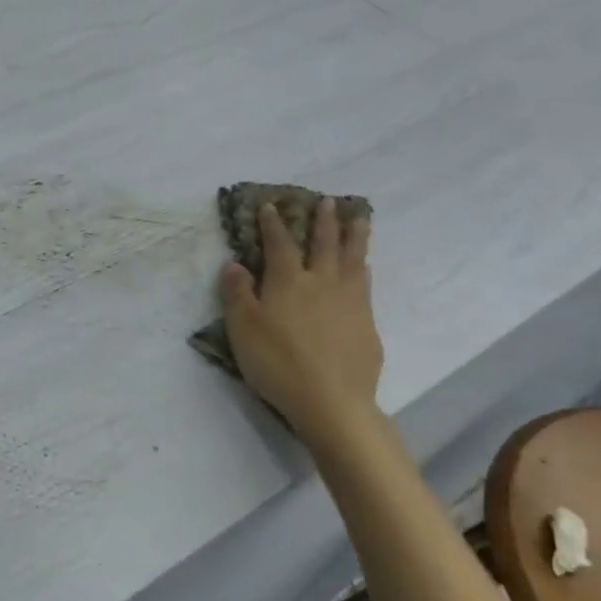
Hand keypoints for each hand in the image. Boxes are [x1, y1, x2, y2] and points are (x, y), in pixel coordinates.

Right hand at [219, 198, 382, 436]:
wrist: (331, 400)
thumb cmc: (278, 362)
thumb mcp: (243, 329)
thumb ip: (237, 293)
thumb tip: (234, 263)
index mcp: (288, 281)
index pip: (279, 244)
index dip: (273, 224)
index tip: (271, 205)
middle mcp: (322, 282)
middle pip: (325, 243)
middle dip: (324, 221)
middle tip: (329, 201)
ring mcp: (350, 301)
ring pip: (354, 259)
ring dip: (355, 236)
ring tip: (360, 219)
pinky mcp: (367, 323)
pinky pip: (366, 285)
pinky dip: (364, 269)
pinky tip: (365, 269)